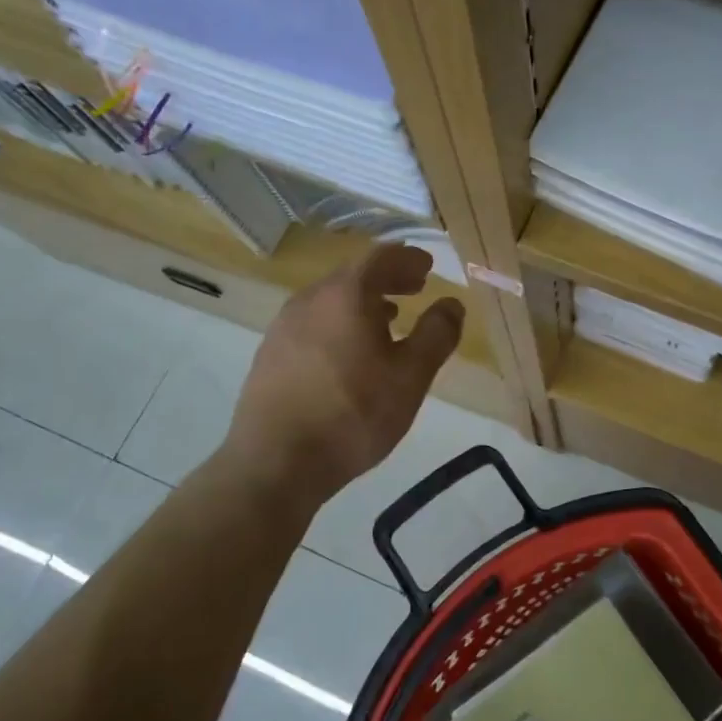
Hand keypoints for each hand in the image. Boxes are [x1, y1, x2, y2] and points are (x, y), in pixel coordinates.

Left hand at [223, 244, 465, 500]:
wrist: (274, 463)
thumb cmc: (353, 415)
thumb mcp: (411, 377)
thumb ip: (437, 334)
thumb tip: (451, 304)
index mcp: (346, 295)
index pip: (381, 257)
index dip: (408, 259)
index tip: (427, 267)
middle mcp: (310, 299)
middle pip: (354, 275)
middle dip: (388, 278)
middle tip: (415, 288)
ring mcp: (284, 326)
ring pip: (331, 299)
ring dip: (363, 301)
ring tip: (389, 319)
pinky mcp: (270, 354)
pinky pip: (314, 322)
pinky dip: (340, 322)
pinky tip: (351, 352)